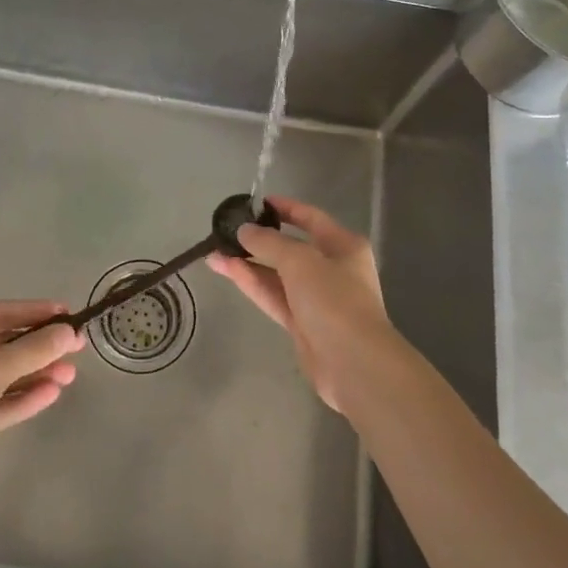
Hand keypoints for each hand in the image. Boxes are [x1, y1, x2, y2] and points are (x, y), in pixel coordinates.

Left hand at [0, 302, 84, 518]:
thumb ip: (33, 349)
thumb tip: (67, 332)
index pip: (1, 312)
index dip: (37, 312)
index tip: (70, 314)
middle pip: (2, 343)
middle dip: (39, 347)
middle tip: (76, 350)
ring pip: (1, 375)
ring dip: (34, 374)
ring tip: (70, 376)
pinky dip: (20, 398)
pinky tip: (50, 395)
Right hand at [207, 196, 395, 414]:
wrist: (353, 364)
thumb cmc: (333, 299)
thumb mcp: (300, 260)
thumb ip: (268, 242)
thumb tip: (244, 230)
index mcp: (343, 246)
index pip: (310, 218)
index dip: (284, 208)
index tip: (255, 203)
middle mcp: (332, 268)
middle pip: (291, 247)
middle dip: (259, 239)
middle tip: (227, 231)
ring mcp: (316, 298)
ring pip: (277, 274)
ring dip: (248, 263)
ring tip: (214, 251)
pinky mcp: (301, 324)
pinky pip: (273, 296)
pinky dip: (252, 283)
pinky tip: (227, 270)